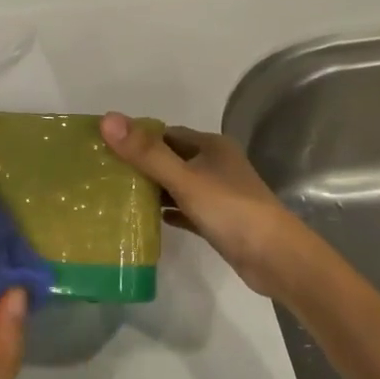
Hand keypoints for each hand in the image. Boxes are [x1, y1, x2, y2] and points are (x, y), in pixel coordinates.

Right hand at [100, 113, 309, 298]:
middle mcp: (215, 164)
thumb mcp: (185, 179)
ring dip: (151, 189)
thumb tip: (107, 119)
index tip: (104, 147)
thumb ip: (146, 153)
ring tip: (114, 196)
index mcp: (210, 146)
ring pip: (176, 184)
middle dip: (140, 164)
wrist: (277, 259)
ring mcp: (217, 194)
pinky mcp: (217, 221)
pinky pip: (184, 209)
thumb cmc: (231, 210)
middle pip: (170, 158)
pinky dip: (166, 212)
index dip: (136, 138)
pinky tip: (143, 220)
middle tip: (103, 174)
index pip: (165, 133)